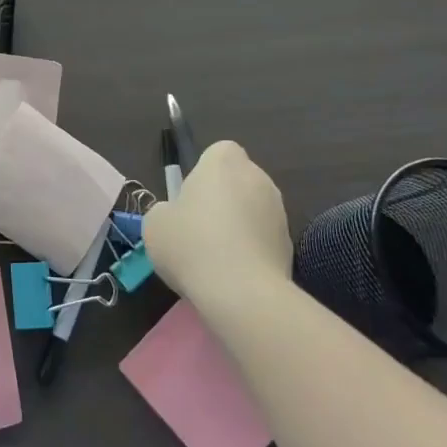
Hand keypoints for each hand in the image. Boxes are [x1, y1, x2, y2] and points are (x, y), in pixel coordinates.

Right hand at [143, 141, 292, 305]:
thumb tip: (177, 217)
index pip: (219, 153)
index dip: (204, 174)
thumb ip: (166, 210)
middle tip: (200, 230)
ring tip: (218, 259)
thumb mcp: (156, 223)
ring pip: (253, 211)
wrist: (242, 294)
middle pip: (238, 181)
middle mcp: (257, 177)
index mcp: (224, 161)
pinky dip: (253, 252)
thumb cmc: (192, 244)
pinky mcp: (291, 246)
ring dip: (240, 227)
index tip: (191, 200)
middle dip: (224, 200)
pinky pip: (264, 240)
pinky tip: (235, 276)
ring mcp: (280, 212)